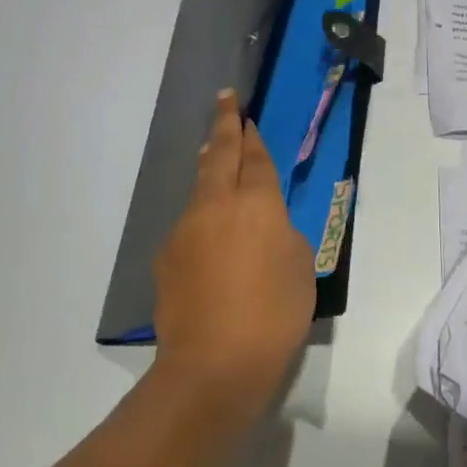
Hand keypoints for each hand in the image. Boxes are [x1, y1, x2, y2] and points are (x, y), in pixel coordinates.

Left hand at [152, 91, 314, 418]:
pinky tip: (208, 240)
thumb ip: (282, 233)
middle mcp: (217, 204)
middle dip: (223, 123)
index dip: (252, 136)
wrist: (213, 366)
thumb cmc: (273, 316)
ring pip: (200, 186)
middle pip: (219, 153)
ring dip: (209, 167)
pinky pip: (189, 224)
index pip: (255, 159)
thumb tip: (263, 223)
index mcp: (257, 204)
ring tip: (212, 153)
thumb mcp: (300, 268)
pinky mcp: (166, 255)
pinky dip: (201, 217)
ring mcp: (185, 228)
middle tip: (225, 100)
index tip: (246, 118)